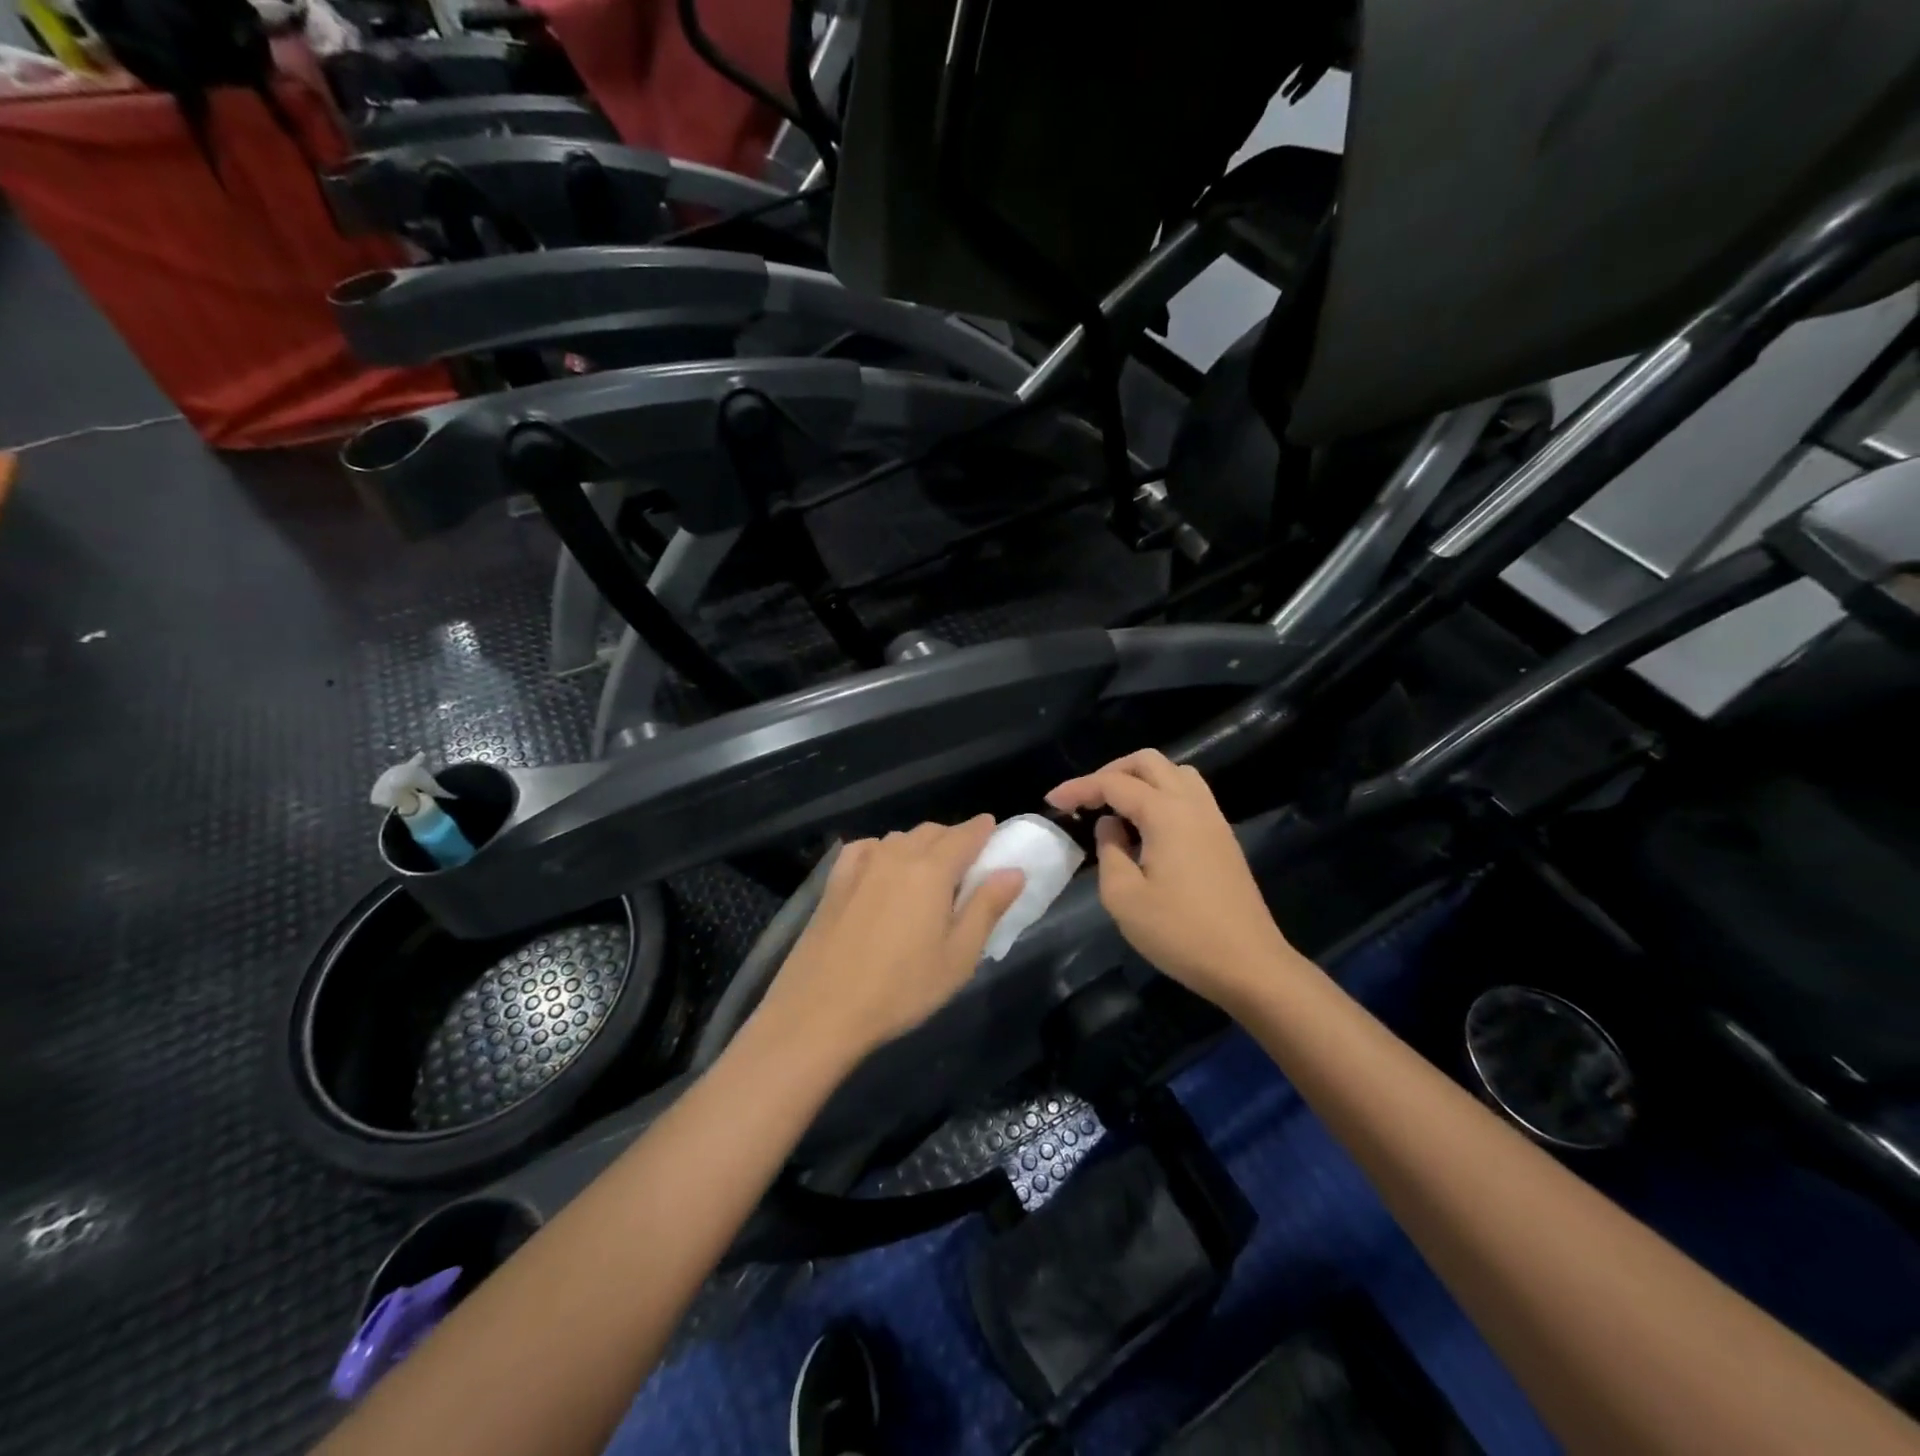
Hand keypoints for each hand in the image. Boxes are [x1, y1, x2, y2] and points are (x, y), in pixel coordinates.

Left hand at [755, 816, 1025, 1064]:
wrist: (821, 1010)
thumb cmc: (901, 989)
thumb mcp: (958, 957)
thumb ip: (987, 908)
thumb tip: (1013, 871)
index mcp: (932, 870)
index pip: (965, 835)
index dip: (983, 830)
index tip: (993, 832)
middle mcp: (896, 855)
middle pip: (932, 831)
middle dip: (954, 838)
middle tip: (967, 864)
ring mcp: (861, 864)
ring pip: (899, 838)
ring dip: (920, 845)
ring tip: (928, 873)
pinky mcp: (835, 880)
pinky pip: (867, 848)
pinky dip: (884, 850)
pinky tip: (884, 869)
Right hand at [1047, 750, 1293, 1006]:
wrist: (1249, 965)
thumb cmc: (1181, 933)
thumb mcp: (1124, 897)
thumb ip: (1109, 851)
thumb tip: (1111, 826)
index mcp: (1166, 813)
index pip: (1114, 784)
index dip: (1079, 788)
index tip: (1051, 801)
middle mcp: (1193, 805)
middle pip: (1149, 763)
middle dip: (1111, 772)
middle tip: (1086, 798)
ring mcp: (1213, 820)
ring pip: (1175, 774)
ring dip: (1141, 780)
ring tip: (1116, 807)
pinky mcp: (1223, 839)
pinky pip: (1189, 796)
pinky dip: (1161, 796)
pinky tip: (1146, 828)